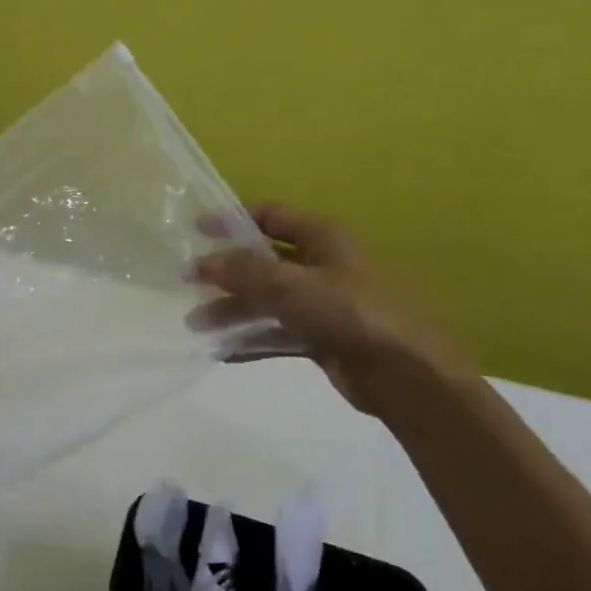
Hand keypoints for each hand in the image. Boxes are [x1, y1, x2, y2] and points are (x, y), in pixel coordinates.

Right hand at [192, 203, 465, 412]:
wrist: (403, 374)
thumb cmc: (349, 312)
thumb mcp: (290, 285)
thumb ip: (241, 272)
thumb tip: (198, 264)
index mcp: (321, 238)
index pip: (269, 216)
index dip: (232, 219)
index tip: (195, 230)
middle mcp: (320, 265)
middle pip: (263, 262)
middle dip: (226, 274)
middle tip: (187, 285)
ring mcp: (321, 303)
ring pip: (267, 301)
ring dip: (232, 310)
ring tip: (196, 325)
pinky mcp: (320, 338)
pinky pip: (277, 333)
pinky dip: (251, 340)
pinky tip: (222, 352)